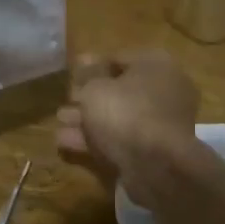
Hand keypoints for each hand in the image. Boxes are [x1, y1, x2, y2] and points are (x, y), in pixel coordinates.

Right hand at [56, 50, 200, 205]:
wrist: (155, 164)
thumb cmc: (125, 112)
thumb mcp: (95, 88)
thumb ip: (87, 76)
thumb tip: (84, 62)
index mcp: (156, 66)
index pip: (119, 58)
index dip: (91, 65)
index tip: (71, 74)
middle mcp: (164, 90)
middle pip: (120, 90)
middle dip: (88, 97)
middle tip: (65, 100)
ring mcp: (161, 123)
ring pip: (119, 117)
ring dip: (88, 120)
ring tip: (59, 123)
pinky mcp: (155, 151)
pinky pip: (122, 139)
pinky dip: (97, 140)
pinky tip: (67, 142)